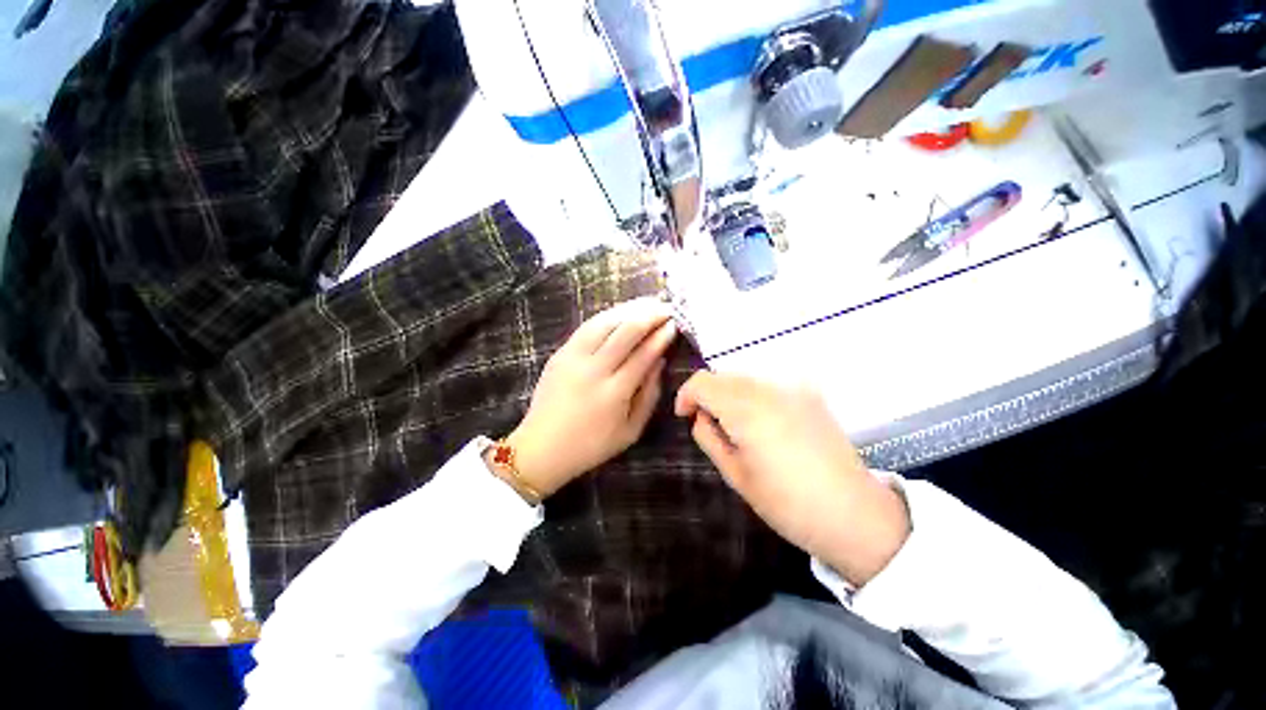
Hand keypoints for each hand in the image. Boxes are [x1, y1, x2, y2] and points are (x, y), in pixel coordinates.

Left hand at [498, 298, 677, 498]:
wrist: (541, 447)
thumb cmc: (591, 445)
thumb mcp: (630, 431)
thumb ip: (648, 395)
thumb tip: (659, 362)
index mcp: (614, 393)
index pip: (644, 354)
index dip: (661, 336)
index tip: (675, 324)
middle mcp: (593, 370)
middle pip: (626, 332)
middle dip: (650, 315)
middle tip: (666, 307)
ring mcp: (573, 358)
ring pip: (604, 322)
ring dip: (629, 309)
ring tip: (647, 303)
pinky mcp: (560, 353)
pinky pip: (587, 327)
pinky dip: (607, 316)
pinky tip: (620, 312)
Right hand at [674, 373, 909, 586]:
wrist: (854, 514)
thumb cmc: (786, 503)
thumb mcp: (735, 474)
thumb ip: (709, 437)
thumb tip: (701, 417)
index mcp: (747, 409)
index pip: (702, 382)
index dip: (686, 395)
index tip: (685, 416)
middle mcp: (769, 388)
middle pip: (723, 376)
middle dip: (708, 394)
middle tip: (709, 424)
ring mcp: (793, 389)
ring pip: (745, 378)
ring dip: (730, 394)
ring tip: (735, 426)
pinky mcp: (810, 395)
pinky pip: (768, 385)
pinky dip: (753, 396)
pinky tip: (761, 424)